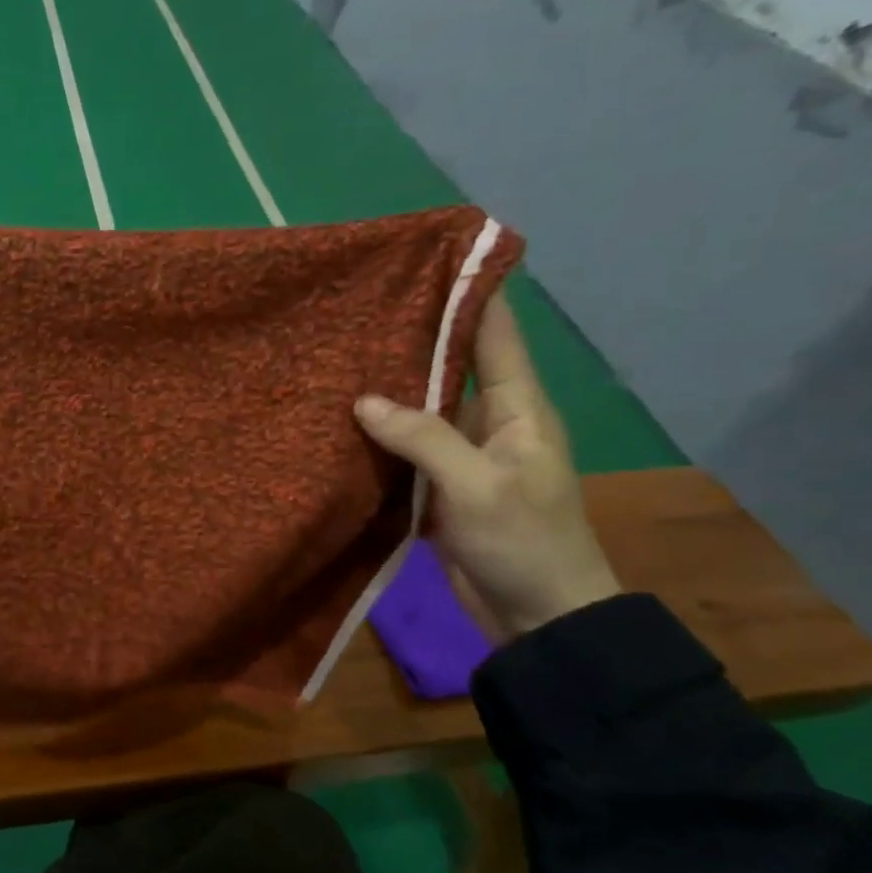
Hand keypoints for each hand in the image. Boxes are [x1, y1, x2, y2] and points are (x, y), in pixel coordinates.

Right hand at [354, 295, 619, 638]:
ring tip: (335, 362)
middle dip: (408, 341)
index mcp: (517, 407)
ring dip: (386, 393)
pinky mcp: (440, 488)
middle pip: (448, 367)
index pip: (494, 334)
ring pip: (421, 412)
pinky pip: (407, 452)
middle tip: (355, 313)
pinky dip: (379, 439)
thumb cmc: (522, 541)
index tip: (431, 258)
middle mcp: (490, 421)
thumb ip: (422, 438)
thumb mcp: (475, 484)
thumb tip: (364, 400)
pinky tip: (341, 425)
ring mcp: (463, 456)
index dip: (468, 294)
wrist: (536, 613)